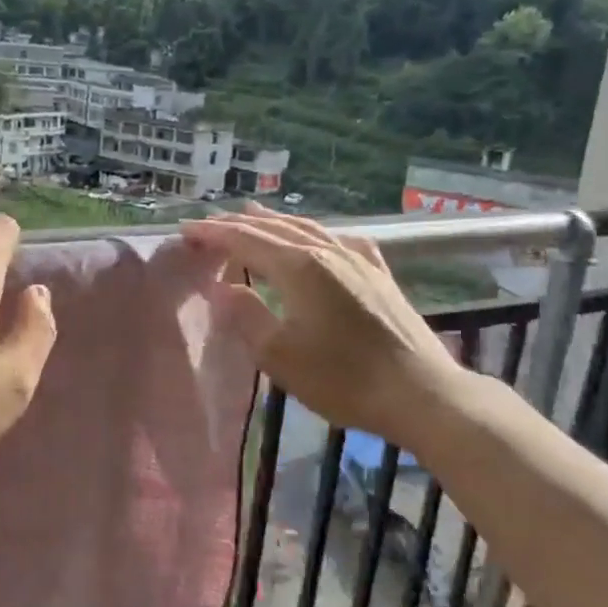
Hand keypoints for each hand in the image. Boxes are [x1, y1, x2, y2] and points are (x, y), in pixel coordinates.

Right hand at [180, 204, 463, 444]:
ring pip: (308, 229)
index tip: (186, 231)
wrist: (420, 393)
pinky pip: (340, 240)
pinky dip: (316, 233)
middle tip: (210, 223)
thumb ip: (246, 316)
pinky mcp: (380, 274)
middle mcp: (327, 252)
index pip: (246, 241)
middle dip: (238, 224)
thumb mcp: (280, 355)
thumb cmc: (343, 379)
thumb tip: (224, 288)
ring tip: (253, 213)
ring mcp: (358, 259)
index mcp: (299, 267)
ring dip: (275, 221)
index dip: (214, 234)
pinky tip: (320, 237)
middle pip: (275, 229)